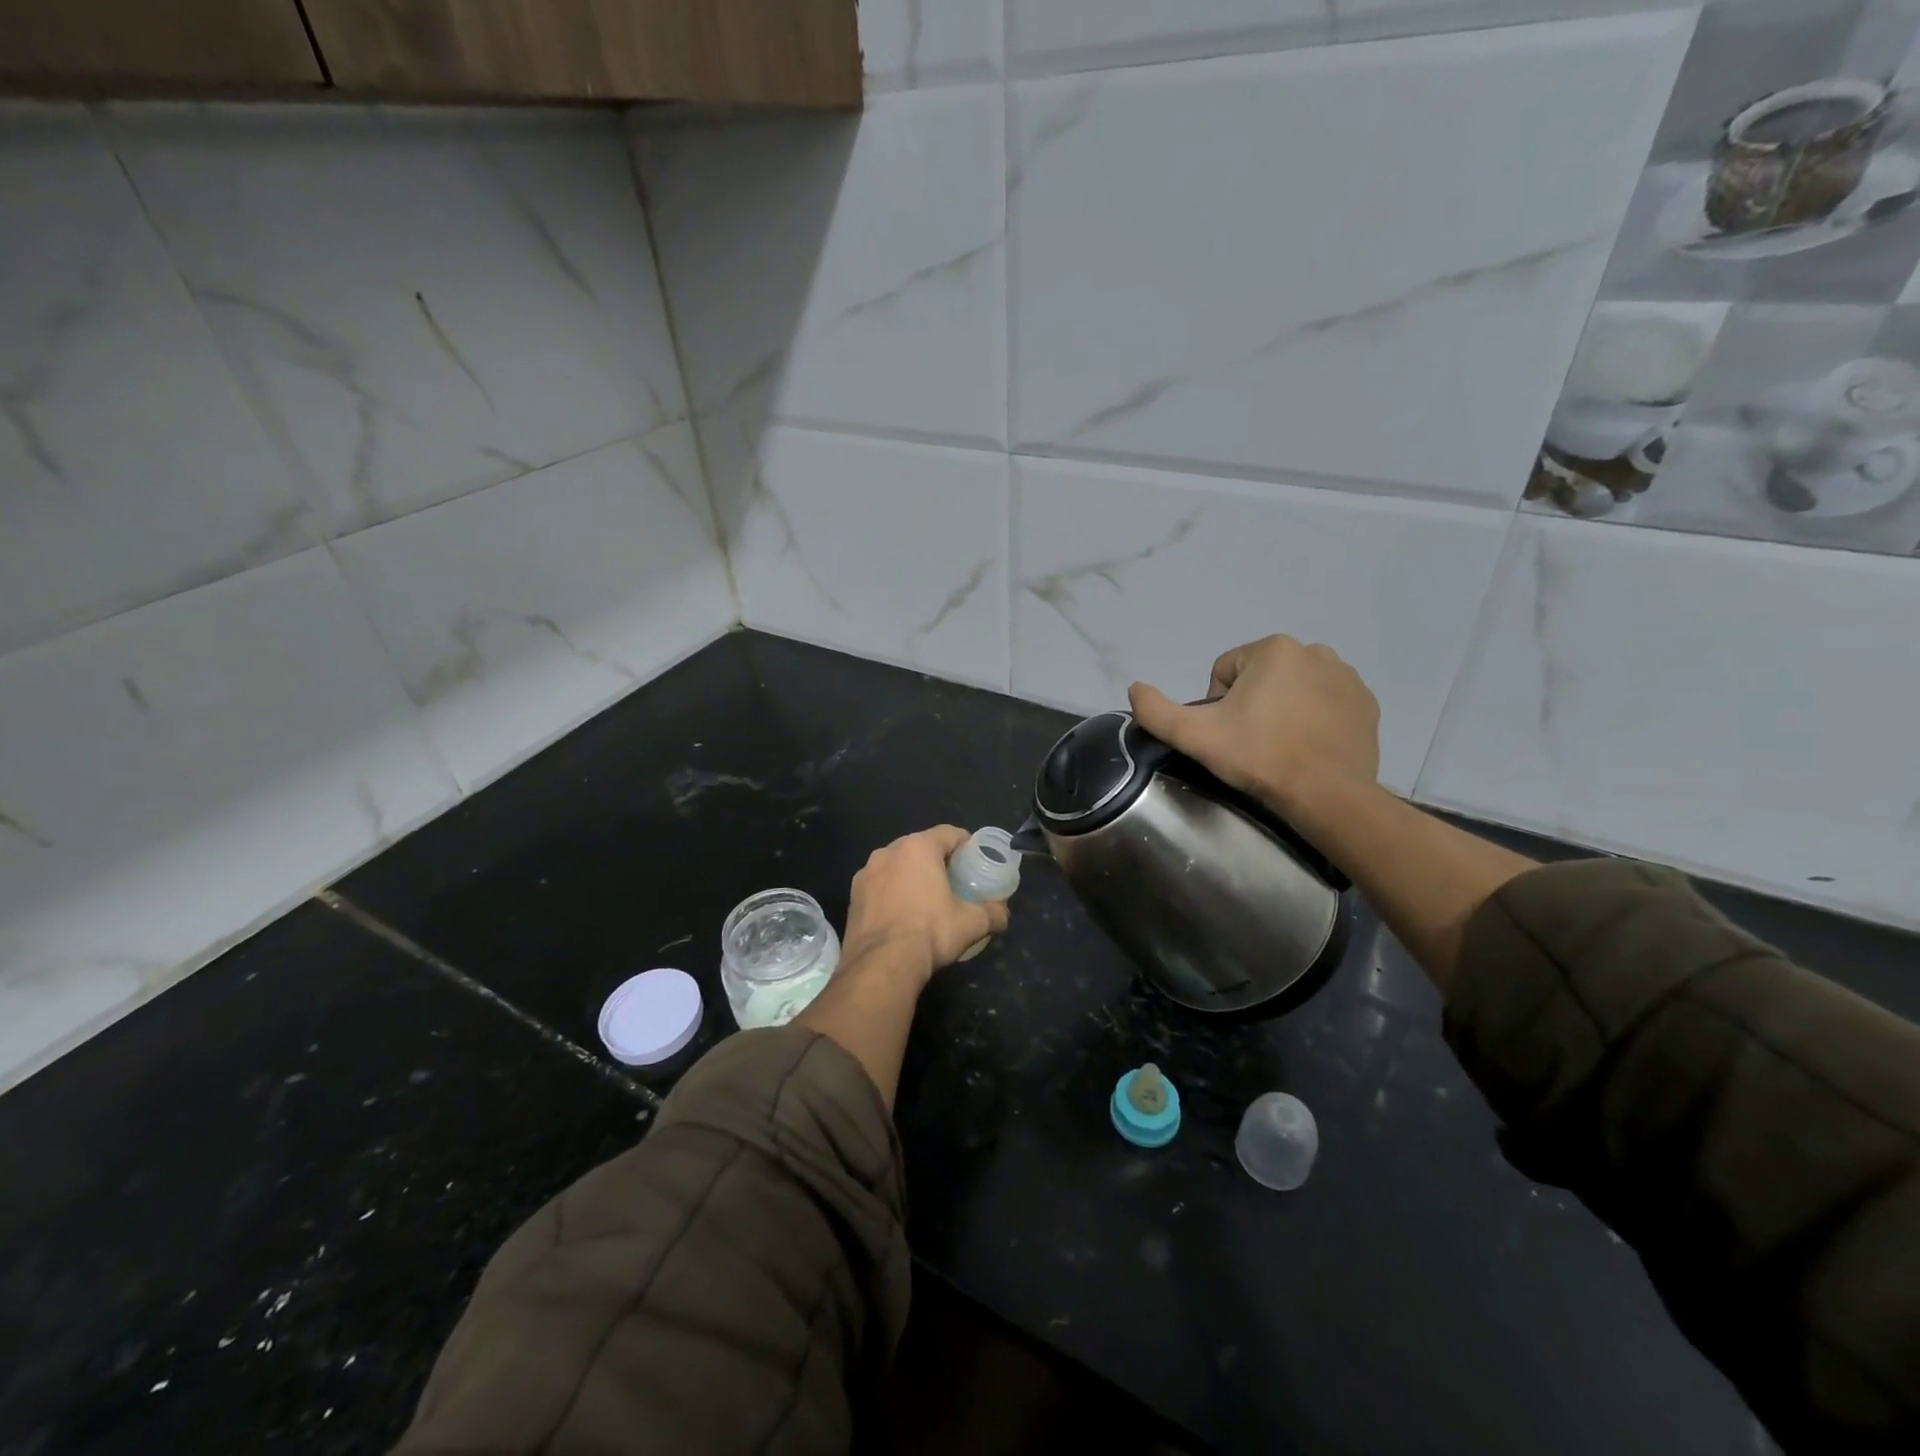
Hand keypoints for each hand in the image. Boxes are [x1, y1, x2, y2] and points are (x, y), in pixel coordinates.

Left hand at [841, 826, 1010, 984]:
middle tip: (955, 881)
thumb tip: (1002, 913)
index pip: (949, 833)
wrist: (880, 965)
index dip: (966, 844)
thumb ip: (993, 913)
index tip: (976, 860)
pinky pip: (880, 886)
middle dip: (939, 860)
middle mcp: (888, 852)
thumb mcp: (971, 923)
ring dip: (912, 876)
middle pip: (921, 847)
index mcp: (917, 848)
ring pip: (897, 866)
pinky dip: (893, 893)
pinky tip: (902, 915)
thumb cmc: (930, 932)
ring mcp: (865, 874)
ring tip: (927, 899)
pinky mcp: (853, 897)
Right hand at [1127, 635, 1380, 816]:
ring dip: (1282, 709)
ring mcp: (1347, 677)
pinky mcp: (1366, 704)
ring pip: (1293, 688)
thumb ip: (1157, 710)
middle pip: (1260, 677)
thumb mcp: (1195, 736)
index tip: (1227, 734)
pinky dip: (1313, 719)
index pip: (1225, 671)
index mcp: (1273, 649)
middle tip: (1251, 743)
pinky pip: (1325, 703)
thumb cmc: (1259, 756)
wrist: (1327, 794)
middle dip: (1251, 705)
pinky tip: (1307, 747)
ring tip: (1280, 747)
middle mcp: (1314, 651)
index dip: (1217, 705)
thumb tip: (1135, 687)